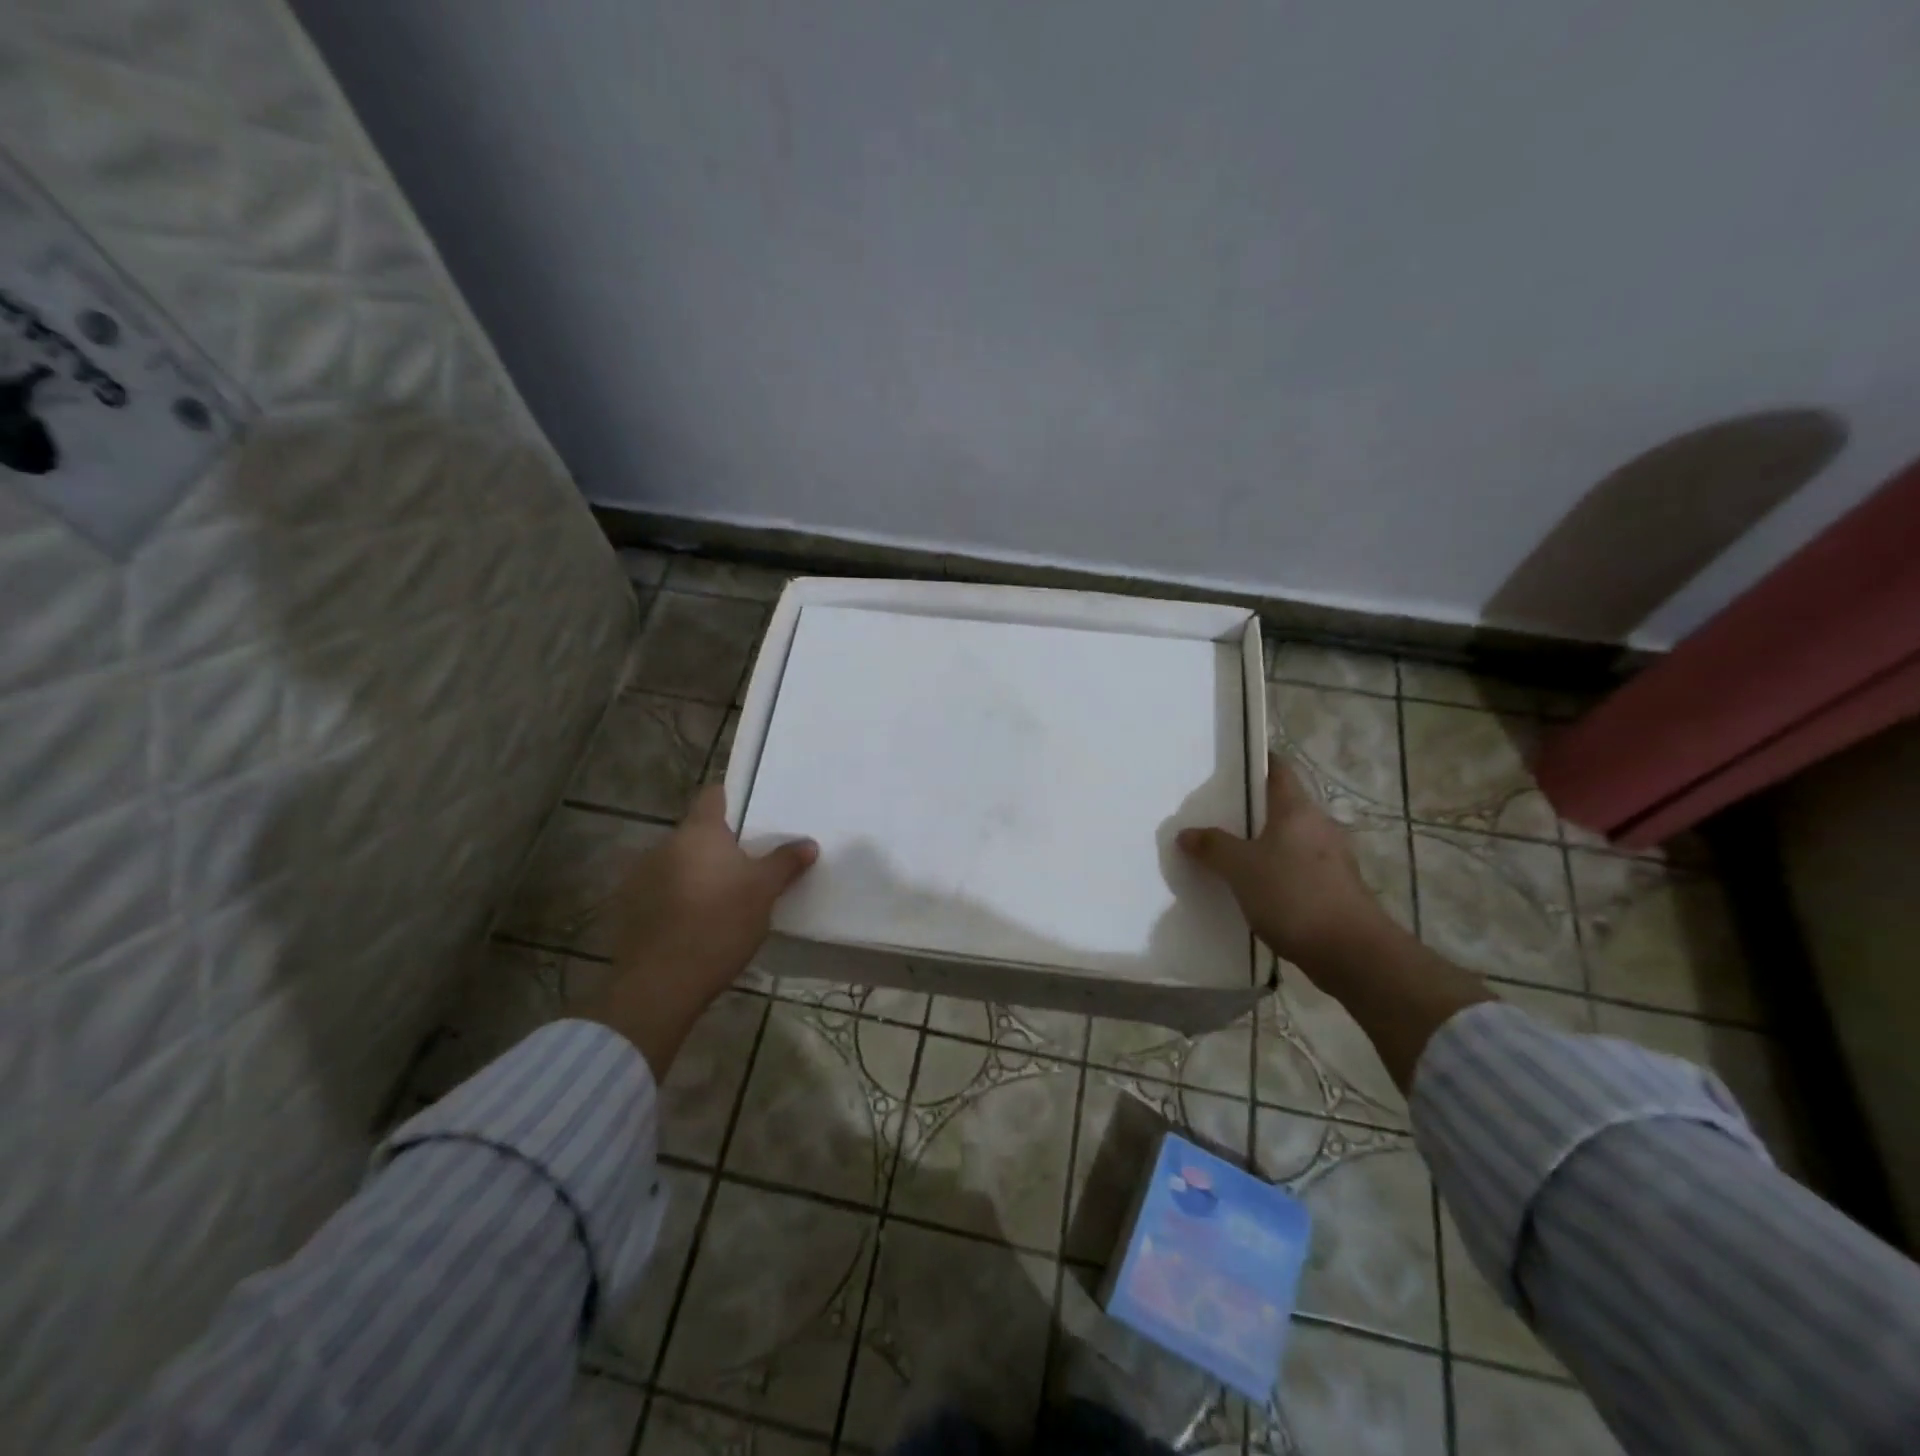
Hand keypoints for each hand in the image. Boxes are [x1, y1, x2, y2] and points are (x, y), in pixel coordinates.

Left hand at [584, 786, 816, 1073]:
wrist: (662, 983)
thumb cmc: (720, 922)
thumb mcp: (764, 891)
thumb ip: (785, 862)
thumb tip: (808, 843)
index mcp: (699, 832)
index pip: (713, 795)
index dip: (732, 799)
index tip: (751, 814)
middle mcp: (665, 845)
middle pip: (697, 833)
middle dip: (719, 846)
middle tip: (748, 865)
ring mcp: (642, 876)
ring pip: (678, 863)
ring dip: (697, 873)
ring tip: (723, 898)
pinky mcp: (630, 909)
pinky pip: (662, 892)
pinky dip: (679, 899)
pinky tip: (696, 923)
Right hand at [1177, 752, 1395, 972]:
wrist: (1351, 952)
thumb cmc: (1294, 895)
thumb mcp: (1241, 869)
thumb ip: (1212, 847)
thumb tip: (1186, 833)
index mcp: (1297, 810)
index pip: (1278, 770)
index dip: (1257, 761)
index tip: (1229, 764)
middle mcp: (1319, 826)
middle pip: (1281, 806)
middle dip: (1251, 809)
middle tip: (1215, 814)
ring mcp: (1331, 859)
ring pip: (1289, 840)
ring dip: (1263, 843)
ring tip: (1228, 854)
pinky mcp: (1335, 888)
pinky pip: (1297, 868)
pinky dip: (1276, 871)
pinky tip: (1253, 888)